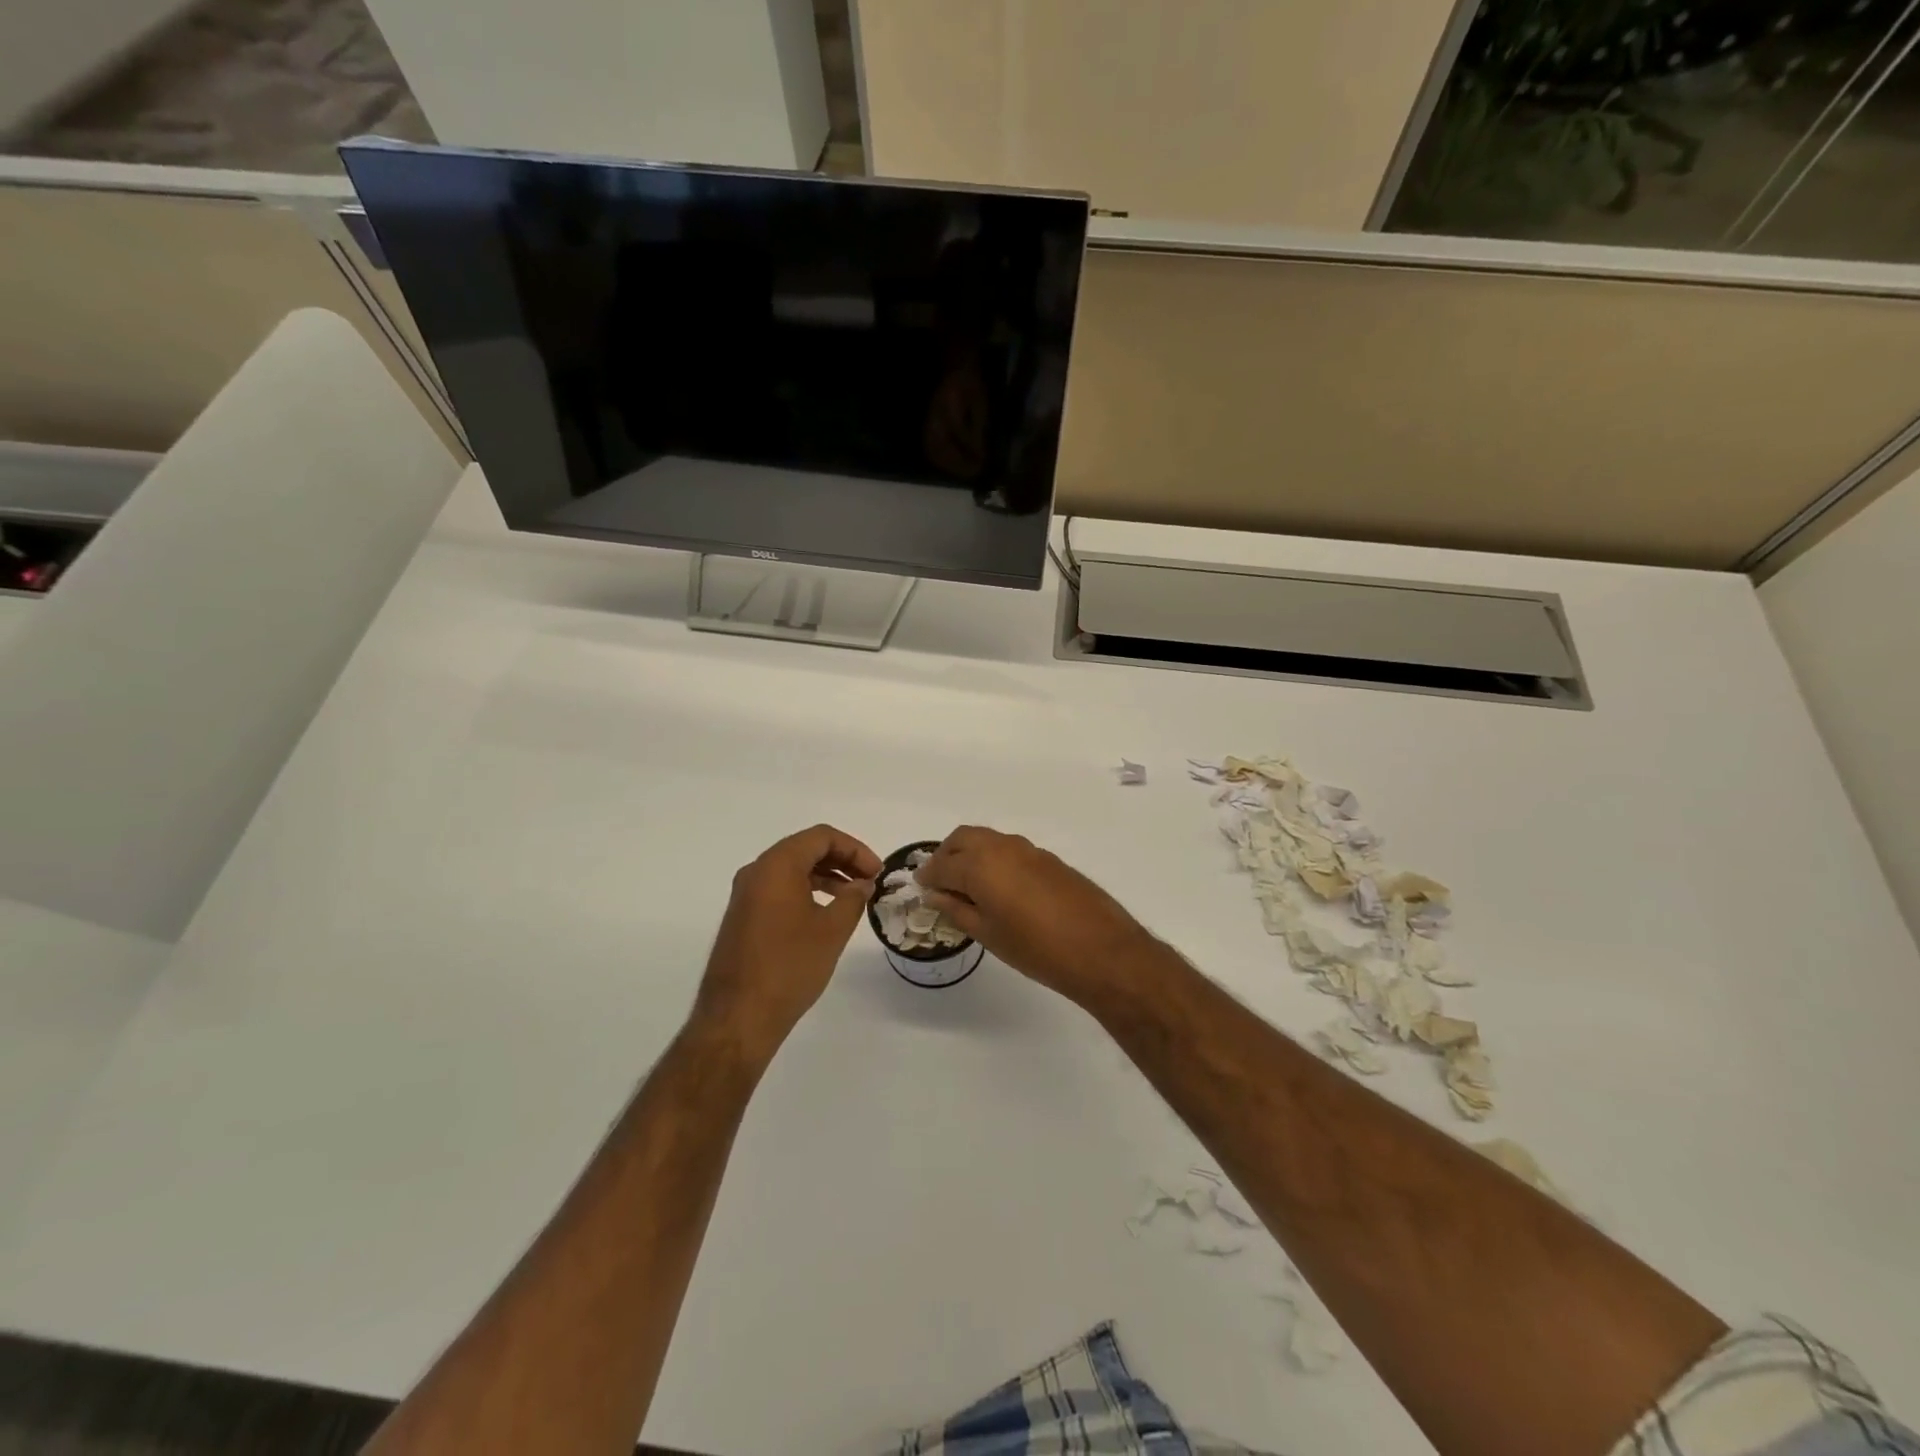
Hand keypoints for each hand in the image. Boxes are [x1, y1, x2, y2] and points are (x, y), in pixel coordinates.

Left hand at [695, 825, 880, 1060]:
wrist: (738, 1017)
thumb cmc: (790, 967)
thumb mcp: (832, 930)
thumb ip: (853, 898)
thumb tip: (862, 884)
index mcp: (776, 866)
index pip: (821, 837)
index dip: (855, 849)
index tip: (877, 872)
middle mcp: (756, 872)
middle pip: (805, 848)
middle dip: (841, 860)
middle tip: (869, 880)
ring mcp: (745, 895)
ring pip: (791, 869)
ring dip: (825, 875)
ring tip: (853, 896)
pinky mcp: (742, 917)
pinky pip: (778, 888)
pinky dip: (806, 890)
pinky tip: (825, 913)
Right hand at [916, 826, 1157, 1009]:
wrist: (1101, 950)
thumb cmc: (1036, 949)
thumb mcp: (989, 934)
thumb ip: (957, 910)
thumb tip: (935, 895)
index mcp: (980, 865)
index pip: (942, 865)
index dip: (928, 877)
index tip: (920, 888)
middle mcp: (1002, 847)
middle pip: (963, 839)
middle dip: (946, 855)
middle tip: (940, 881)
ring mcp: (1028, 849)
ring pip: (988, 840)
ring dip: (971, 854)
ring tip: (968, 885)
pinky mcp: (1048, 858)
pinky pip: (1010, 849)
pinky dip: (995, 859)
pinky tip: (1000, 887)